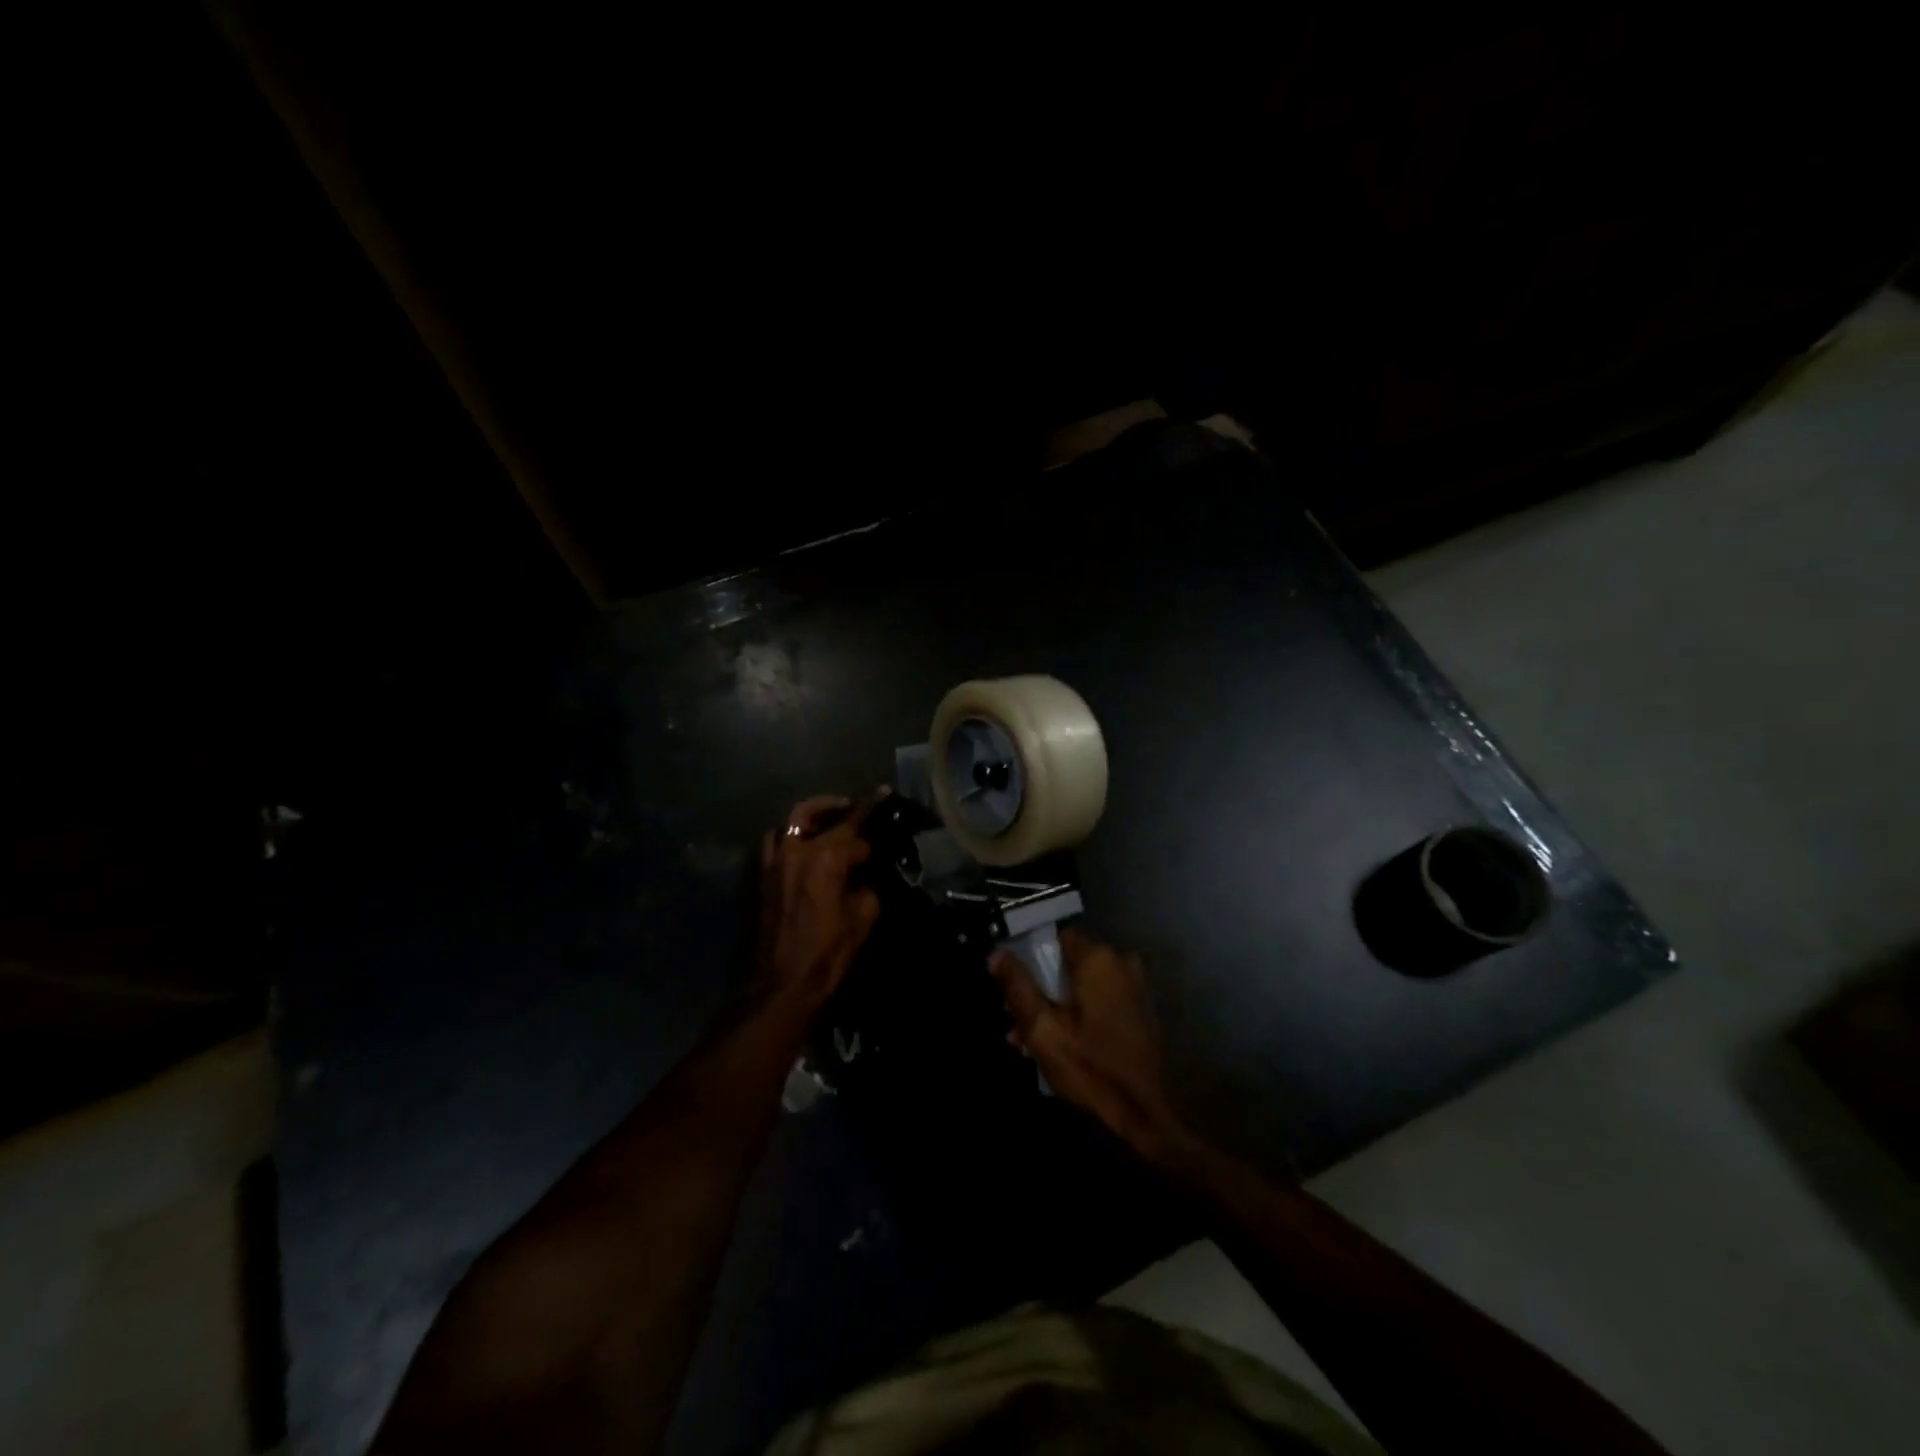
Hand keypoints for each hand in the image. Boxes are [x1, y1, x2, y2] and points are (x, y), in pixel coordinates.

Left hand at [755, 794, 881, 1009]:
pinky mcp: (764, 875)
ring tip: (828, 820)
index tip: (886, 798)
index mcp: (827, 857)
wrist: (783, 983)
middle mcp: (797, 849)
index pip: (856, 830)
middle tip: (854, 805)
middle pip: (817, 812)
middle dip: (839, 806)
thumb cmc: (829, 951)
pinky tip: (804, 845)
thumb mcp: (864, 917)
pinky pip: (775, 841)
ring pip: (791, 821)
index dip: (875, 817)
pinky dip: (790, 834)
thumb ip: (866, 884)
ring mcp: (775, 860)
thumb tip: (863, 873)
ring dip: (811, 814)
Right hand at [990, 929, 1190, 1162]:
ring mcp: (1135, 987)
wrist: (1144, 1119)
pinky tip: (1060, 1045)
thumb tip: (996, 953)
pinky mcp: (1140, 1011)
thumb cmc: (1090, 1070)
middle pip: (1066, 964)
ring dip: (1055, 1006)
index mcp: (1099, 959)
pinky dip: (1079, 1014)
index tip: (1013, 991)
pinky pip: (1100, 1000)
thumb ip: (1017, 987)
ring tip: (1028, 1042)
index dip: (1030, 961)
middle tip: (1015, 1024)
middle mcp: (1122, 963)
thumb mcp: (1042, 1029)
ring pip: (1081, 985)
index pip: (1055, 938)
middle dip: (1039, 990)